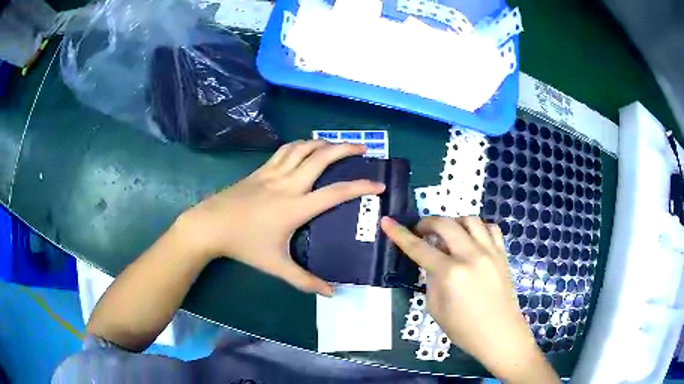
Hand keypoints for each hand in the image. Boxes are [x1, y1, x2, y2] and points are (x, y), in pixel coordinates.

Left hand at [179, 140, 384, 295]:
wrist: (211, 225)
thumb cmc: (244, 245)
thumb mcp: (276, 266)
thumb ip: (305, 280)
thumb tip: (331, 294)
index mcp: (296, 207)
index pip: (336, 193)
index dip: (361, 186)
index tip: (379, 184)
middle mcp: (288, 184)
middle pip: (322, 157)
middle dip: (346, 148)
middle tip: (363, 147)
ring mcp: (273, 173)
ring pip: (303, 148)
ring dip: (324, 142)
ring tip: (337, 145)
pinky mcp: (261, 170)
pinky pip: (285, 150)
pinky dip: (301, 145)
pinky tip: (306, 148)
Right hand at [381, 216, 558, 383]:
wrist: (500, 334)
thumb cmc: (464, 329)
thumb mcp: (436, 309)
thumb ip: (431, 280)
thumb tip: (432, 262)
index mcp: (451, 274)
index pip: (419, 248)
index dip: (400, 234)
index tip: (387, 221)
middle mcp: (471, 256)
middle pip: (446, 224)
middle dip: (428, 222)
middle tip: (421, 231)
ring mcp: (490, 252)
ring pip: (470, 220)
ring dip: (454, 222)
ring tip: (448, 235)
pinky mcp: (502, 254)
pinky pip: (490, 228)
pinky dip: (478, 227)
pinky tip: (472, 239)